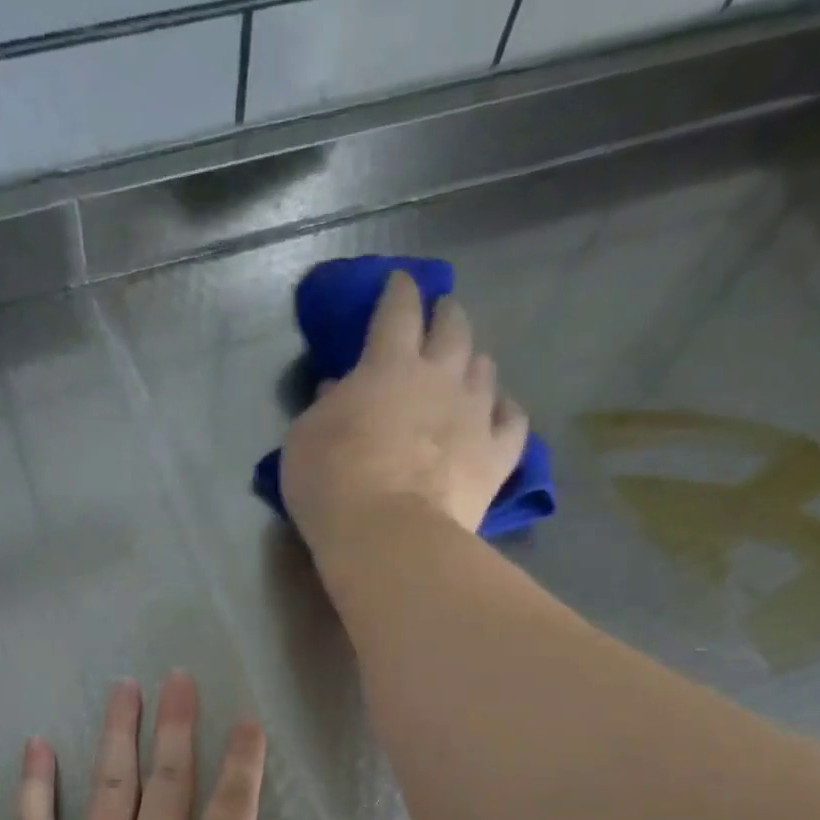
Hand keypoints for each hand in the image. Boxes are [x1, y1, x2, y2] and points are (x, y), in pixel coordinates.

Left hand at [0, 672, 323, 819]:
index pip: (234, 804)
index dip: (244, 759)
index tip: (246, 719)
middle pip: (169, 776)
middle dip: (178, 723)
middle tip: (178, 676)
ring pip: (109, 782)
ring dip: (118, 730)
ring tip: (124, 687)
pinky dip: (34, 783)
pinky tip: (36, 744)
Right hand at [280, 270, 529, 553]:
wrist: (389, 537)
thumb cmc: (333, 484)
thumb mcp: (305, 439)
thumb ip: (325, 406)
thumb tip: (339, 388)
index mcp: (388, 365)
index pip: (398, 310)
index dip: (400, 291)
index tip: (400, 282)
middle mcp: (440, 377)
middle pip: (453, 327)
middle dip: (446, 315)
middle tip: (440, 316)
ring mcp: (475, 414)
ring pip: (485, 368)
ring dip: (473, 362)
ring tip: (465, 369)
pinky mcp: (498, 455)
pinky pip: (513, 420)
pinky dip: (505, 410)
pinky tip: (499, 412)